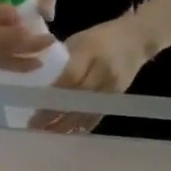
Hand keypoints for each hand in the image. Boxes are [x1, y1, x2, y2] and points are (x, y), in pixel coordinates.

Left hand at [29, 16, 151, 134]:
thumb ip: (62, 62)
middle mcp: (103, 70)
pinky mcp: (116, 98)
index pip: (69, 76)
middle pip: (77, 97)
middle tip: (34, 126)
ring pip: (86, 111)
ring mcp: (112, 87)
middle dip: (54, 114)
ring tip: (46, 133)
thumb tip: (39, 83)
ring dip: (65, 125)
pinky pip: (96, 116)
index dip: (52, 94)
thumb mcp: (78, 41)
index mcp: (90, 51)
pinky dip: (81, 126)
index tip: (34, 105)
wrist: (137, 39)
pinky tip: (66, 133)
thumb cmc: (101, 37)